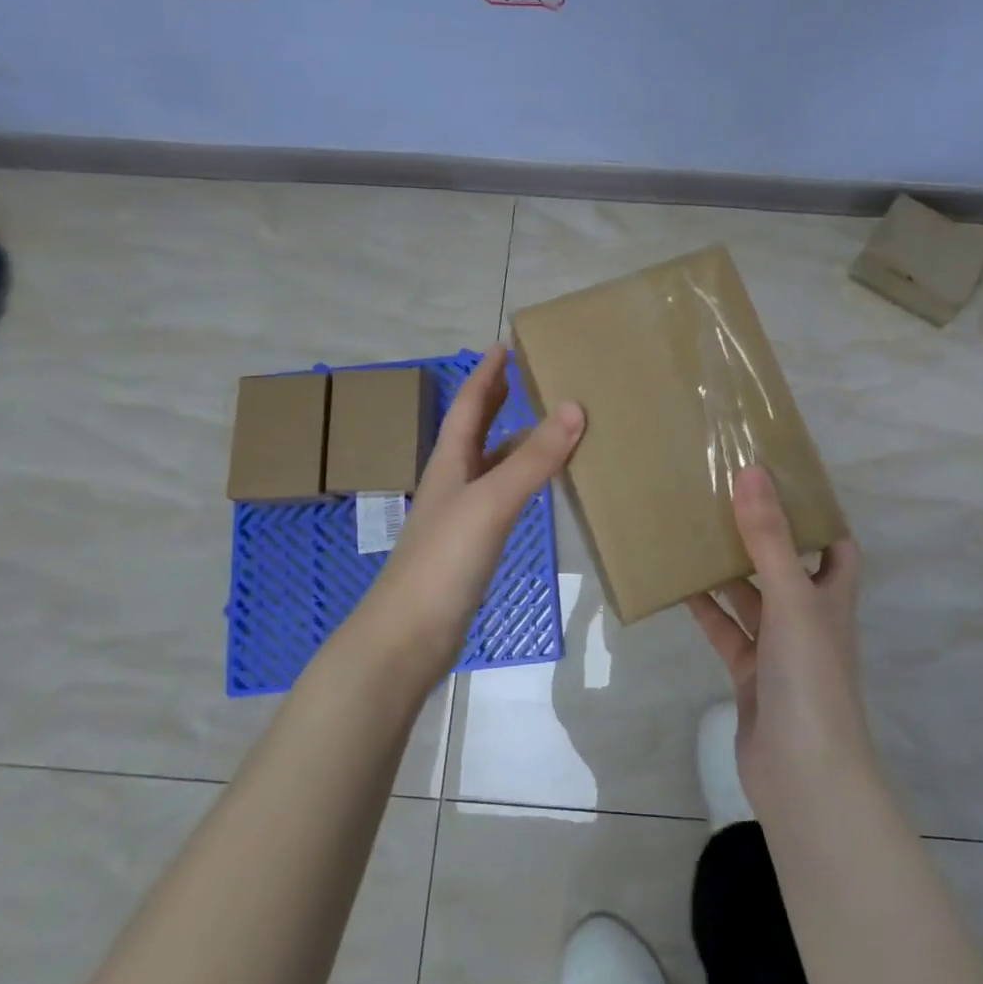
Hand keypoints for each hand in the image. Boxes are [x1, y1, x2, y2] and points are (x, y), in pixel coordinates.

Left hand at [358, 346, 583, 683]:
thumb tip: (575, 407)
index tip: (504, 346)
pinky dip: (520, 482)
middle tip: (521, 377)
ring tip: (545, 426)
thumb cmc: (444, 560)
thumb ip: (533, 459)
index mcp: (450, 463)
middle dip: (495, 402)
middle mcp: (453, 482)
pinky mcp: (472, 547)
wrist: (407, 637)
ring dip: (513, 442)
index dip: (486, 375)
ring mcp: (461, 517)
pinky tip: (535, 488)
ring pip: (490, 465)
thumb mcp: (491, 502)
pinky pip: (501, 498)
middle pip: (474, 431)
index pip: (469, 406)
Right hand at [687, 465, 868, 810]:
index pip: (835, 545)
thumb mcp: (791, 598)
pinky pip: (727, 632)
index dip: (817, 516)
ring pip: (752, 598)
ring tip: (694, 531)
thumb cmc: (810, 677)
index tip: (782, 482)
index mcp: (831, 596)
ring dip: (728, 571)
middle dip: (761, 536)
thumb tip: (753, 472)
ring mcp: (780, 648)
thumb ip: (770, 538)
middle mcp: (810, 617)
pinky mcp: (752, 675)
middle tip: (724, 498)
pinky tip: (679, 587)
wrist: (803, 774)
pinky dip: (707, 612)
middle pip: (787, 566)